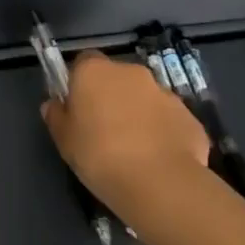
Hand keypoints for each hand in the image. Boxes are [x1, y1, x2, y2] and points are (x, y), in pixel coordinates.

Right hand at [41, 52, 210, 216]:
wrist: (160, 183)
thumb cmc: (99, 155)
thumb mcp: (63, 140)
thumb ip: (57, 116)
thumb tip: (55, 105)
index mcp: (95, 71)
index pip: (83, 61)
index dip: (79, 82)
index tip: (77, 106)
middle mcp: (131, 72)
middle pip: (116, 78)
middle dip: (111, 97)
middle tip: (103, 130)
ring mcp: (165, 93)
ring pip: (145, 98)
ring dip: (138, 114)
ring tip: (133, 150)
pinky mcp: (189, 117)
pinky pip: (168, 120)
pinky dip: (162, 133)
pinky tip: (157, 160)